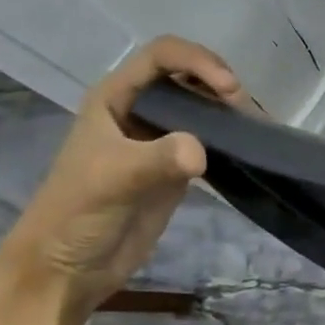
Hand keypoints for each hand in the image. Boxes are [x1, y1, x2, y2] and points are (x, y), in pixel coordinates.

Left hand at [0, 37, 252, 315]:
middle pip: (190, 75)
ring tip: (256, 128)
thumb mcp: (113, 179)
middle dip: (221, 84)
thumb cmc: (76, 213)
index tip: (229, 88)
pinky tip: (251, 146)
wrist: (68, 269)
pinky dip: (233, 138)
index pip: (163, 55)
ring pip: (204, 106)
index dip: (198, 61)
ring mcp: (160, 138)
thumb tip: (201, 152)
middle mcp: (140, 109)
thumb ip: (156, 159)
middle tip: (245, 113)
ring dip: (231, 111)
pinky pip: (211, 139)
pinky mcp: (177, 166)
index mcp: (115, 97)